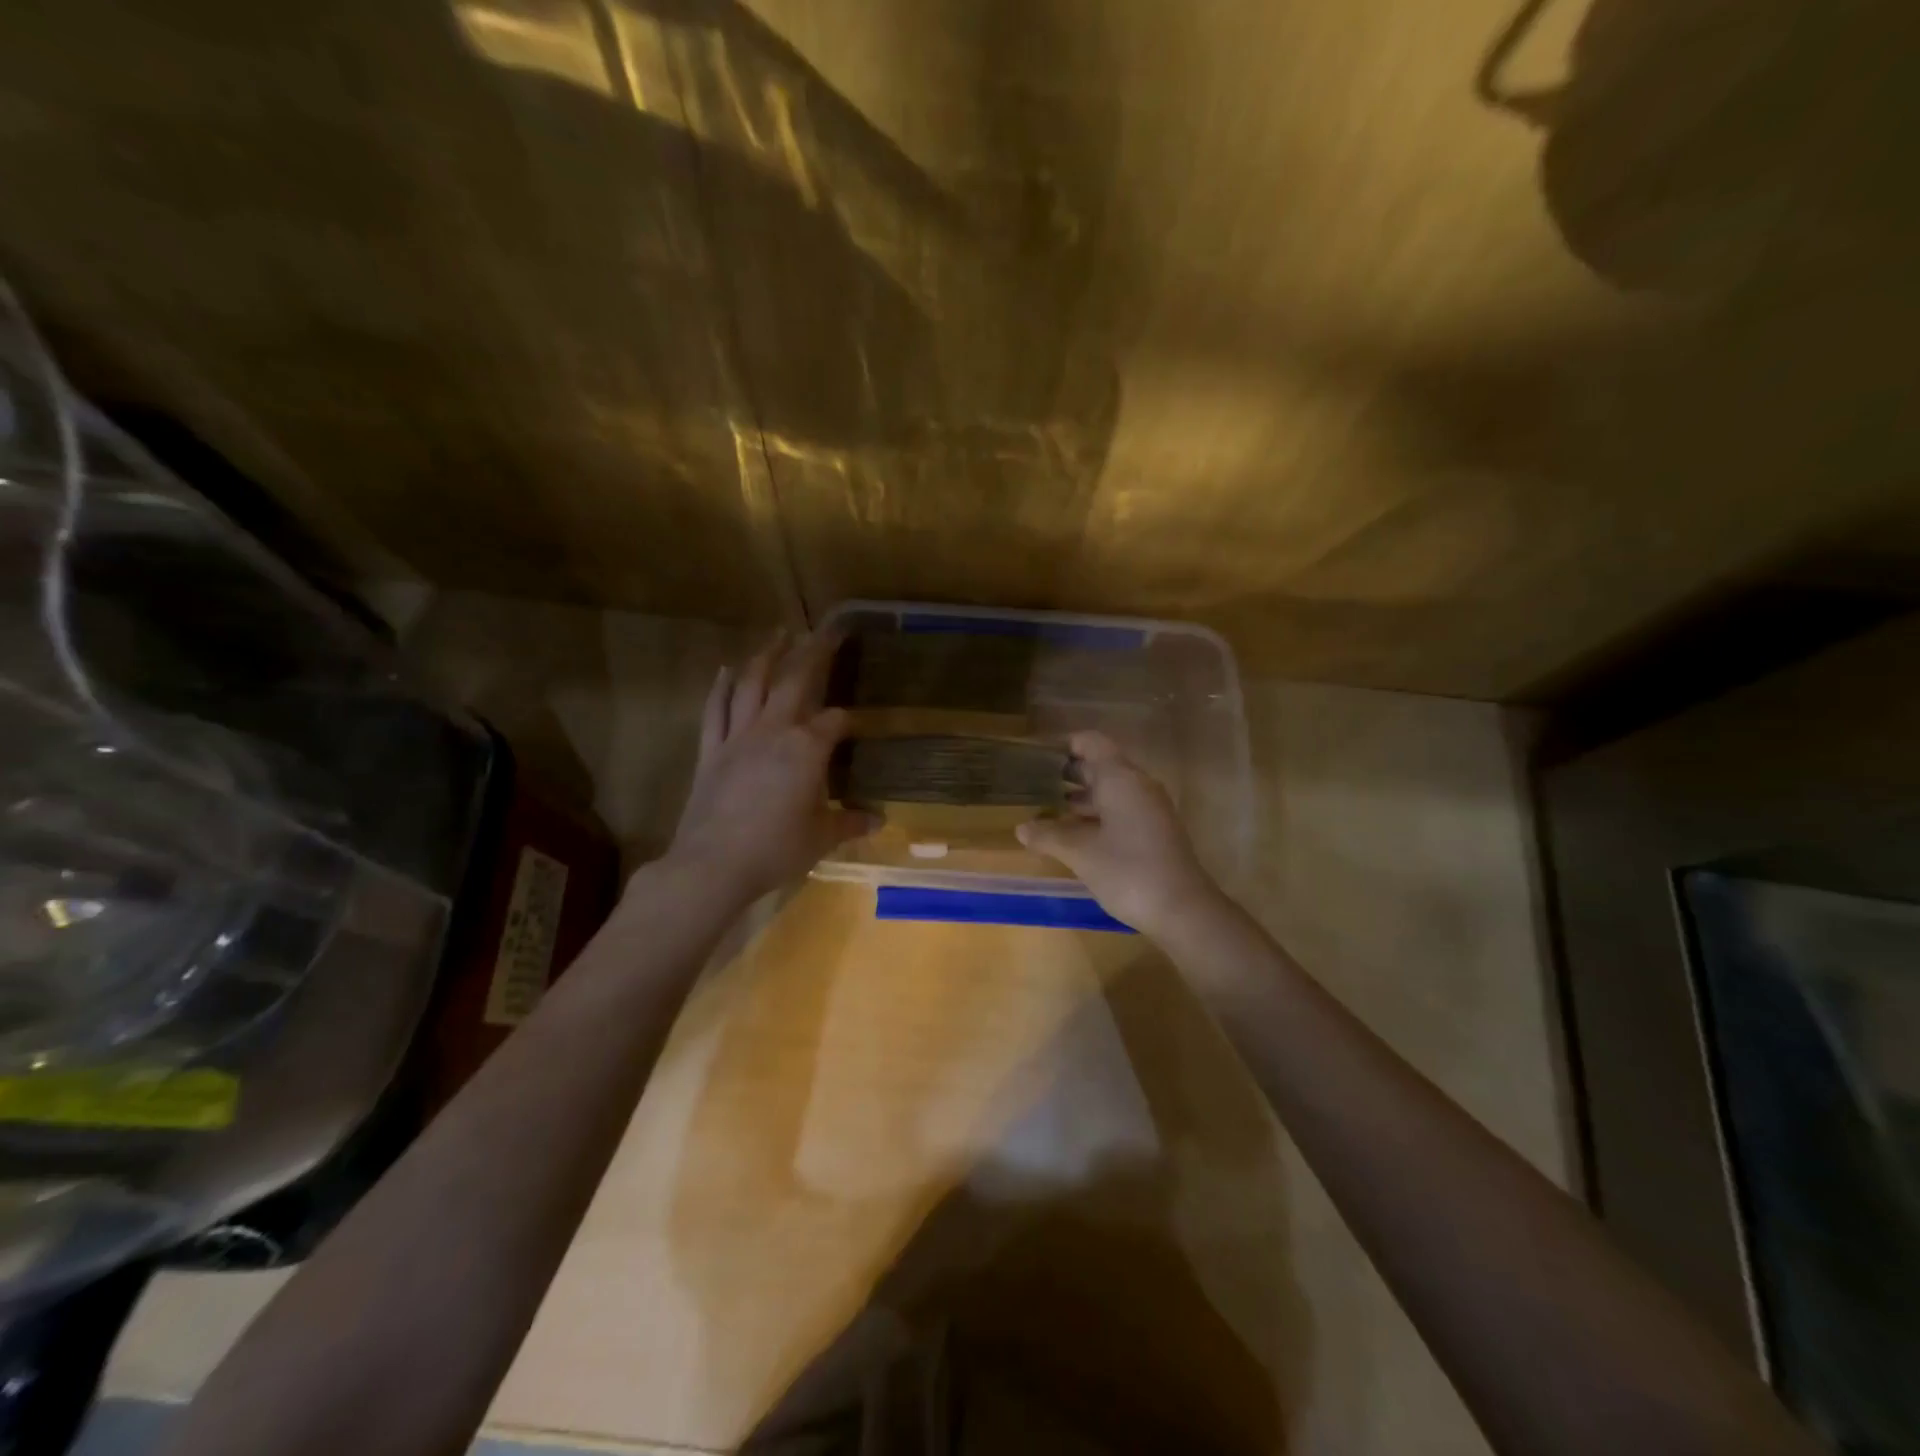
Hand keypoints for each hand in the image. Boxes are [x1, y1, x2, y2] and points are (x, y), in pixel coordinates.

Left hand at [666, 629, 875, 902]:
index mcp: (807, 748)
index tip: (855, 724)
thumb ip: (850, 822)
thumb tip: (880, 820)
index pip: (834, 721)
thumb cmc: (776, 849)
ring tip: (779, 633)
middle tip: (826, 630)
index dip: (847, 720)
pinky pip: (715, 710)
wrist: (714, 864)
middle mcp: (773, 730)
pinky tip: (727, 669)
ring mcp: (738, 737)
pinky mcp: (711, 750)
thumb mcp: (821, 837)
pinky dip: (722, 687)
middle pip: (795, 681)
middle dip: (813, 653)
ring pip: (752, 684)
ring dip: (767, 656)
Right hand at [1017, 731, 1224, 937]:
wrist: (1183, 910)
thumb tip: (1021, 828)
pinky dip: (1097, 816)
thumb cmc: (1128, 871)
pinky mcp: (1155, 831)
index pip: (1091, 742)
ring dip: (1081, 799)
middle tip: (1034, 786)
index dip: (1064, 745)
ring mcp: (1150, 809)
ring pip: (1111, 791)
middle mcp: (1138, 786)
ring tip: (1048, 812)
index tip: (1037, 758)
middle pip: (1101, 766)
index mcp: (1121, 779)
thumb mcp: (1081, 854)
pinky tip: (1075, 836)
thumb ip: (1049, 836)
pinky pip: (1121, 811)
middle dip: (1067, 775)